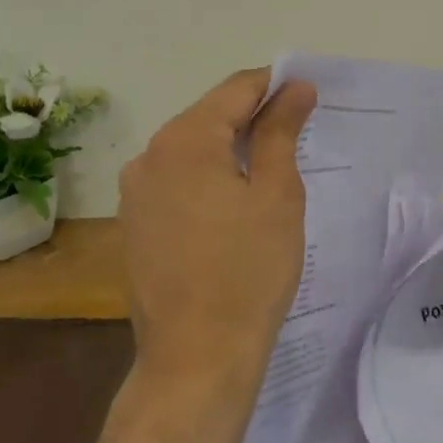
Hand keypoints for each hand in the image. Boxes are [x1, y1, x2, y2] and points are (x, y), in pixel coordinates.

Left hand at [118, 69, 317, 389]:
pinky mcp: (134, 224)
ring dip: (229, 148)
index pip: (236, 89)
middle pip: (209, 116)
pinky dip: (207, 177)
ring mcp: (134, 192)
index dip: (275, 84)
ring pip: (191, 149)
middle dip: (253, 116)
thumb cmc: (248, 270)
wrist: (196, 358)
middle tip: (297, 130)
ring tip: (270, 166)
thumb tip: (295, 87)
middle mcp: (148, 155)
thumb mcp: (276, 193)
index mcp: (184, 139)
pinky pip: (176, 181)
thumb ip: (280, 131)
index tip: (308, 93)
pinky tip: (234, 201)